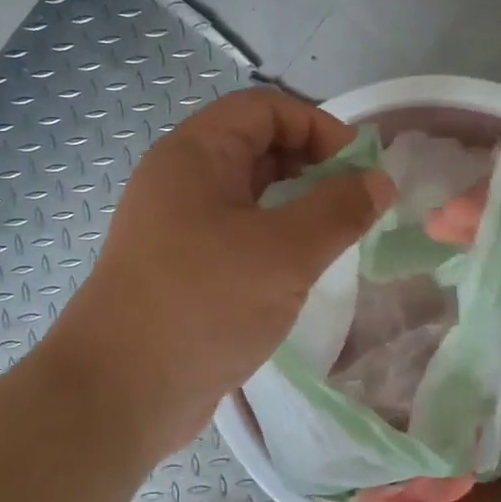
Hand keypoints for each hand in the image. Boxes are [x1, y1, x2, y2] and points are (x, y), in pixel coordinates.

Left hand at [51, 88, 394, 457]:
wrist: (120, 393)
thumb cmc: (203, 304)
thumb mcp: (284, 253)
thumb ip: (338, 210)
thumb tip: (379, 181)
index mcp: (195, 155)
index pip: (264, 108)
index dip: (317, 124)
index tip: (360, 166)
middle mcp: (181, 181)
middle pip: (256, 146)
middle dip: (312, 165)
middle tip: (356, 202)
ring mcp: (178, 227)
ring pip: (249, 195)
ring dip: (296, 205)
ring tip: (338, 235)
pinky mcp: (183, 269)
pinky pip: (238, 234)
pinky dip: (275, 239)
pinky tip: (302, 269)